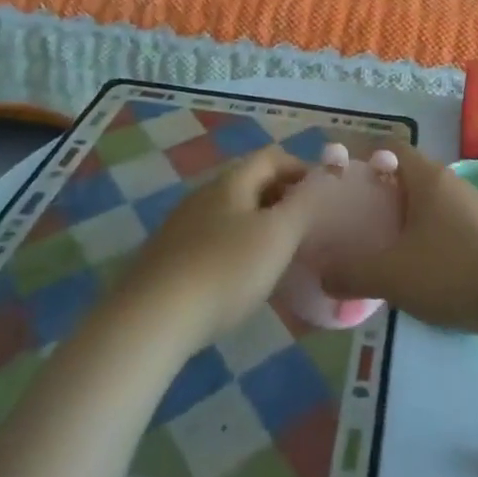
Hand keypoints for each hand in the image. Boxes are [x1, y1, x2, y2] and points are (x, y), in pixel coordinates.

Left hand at [115, 147, 321, 348]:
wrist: (152, 319)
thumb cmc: (226, 270)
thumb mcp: (278, 235)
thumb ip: (305, 203)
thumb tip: (325, 177)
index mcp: (232, 181)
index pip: (272, 157)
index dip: (301, 169)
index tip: (323, 197)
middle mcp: (204, 193)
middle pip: (250, 182)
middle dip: (282, 197)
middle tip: (306, 227)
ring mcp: (181, 225)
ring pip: (231, 212)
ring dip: (259, 223)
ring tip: (279, 254)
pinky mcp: (168, 257)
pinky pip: (212, 238)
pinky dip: (235, 246)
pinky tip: (241, 278)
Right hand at [321, 142, 477, 333]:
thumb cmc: (453, 271)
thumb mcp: (392, 274)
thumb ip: (352, 273)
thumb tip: (323, 275)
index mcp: (427, 177)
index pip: (391, 148)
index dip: (364, 159)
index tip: (342, 183)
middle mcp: (450, 182)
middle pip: (408, 176)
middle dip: (381, 193)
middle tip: (354, 220)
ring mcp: (473, 207)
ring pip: (428, 203)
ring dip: (405, 218)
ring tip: (381, 246)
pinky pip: (447, 225)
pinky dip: (427, 237)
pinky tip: (417, 269)